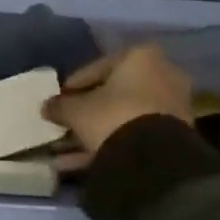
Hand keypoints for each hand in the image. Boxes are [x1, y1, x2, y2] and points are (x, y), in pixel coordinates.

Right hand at [41, 44, 193, 172]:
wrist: (154, 155)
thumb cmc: (112, 116)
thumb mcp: (76, 111)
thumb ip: (59, 106)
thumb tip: (47, 107)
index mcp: (140, 57)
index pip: (97, 67)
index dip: (73, 85)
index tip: (58, 100)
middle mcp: (161, 74)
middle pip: (113, 93)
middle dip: (86, 111)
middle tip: (64, 124)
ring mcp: (170, 105)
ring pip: (122, 117)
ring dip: (94, 132)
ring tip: (64, 150)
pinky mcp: (172, 134)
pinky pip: (133, 134)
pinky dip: (108, 144)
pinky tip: (78, 163)